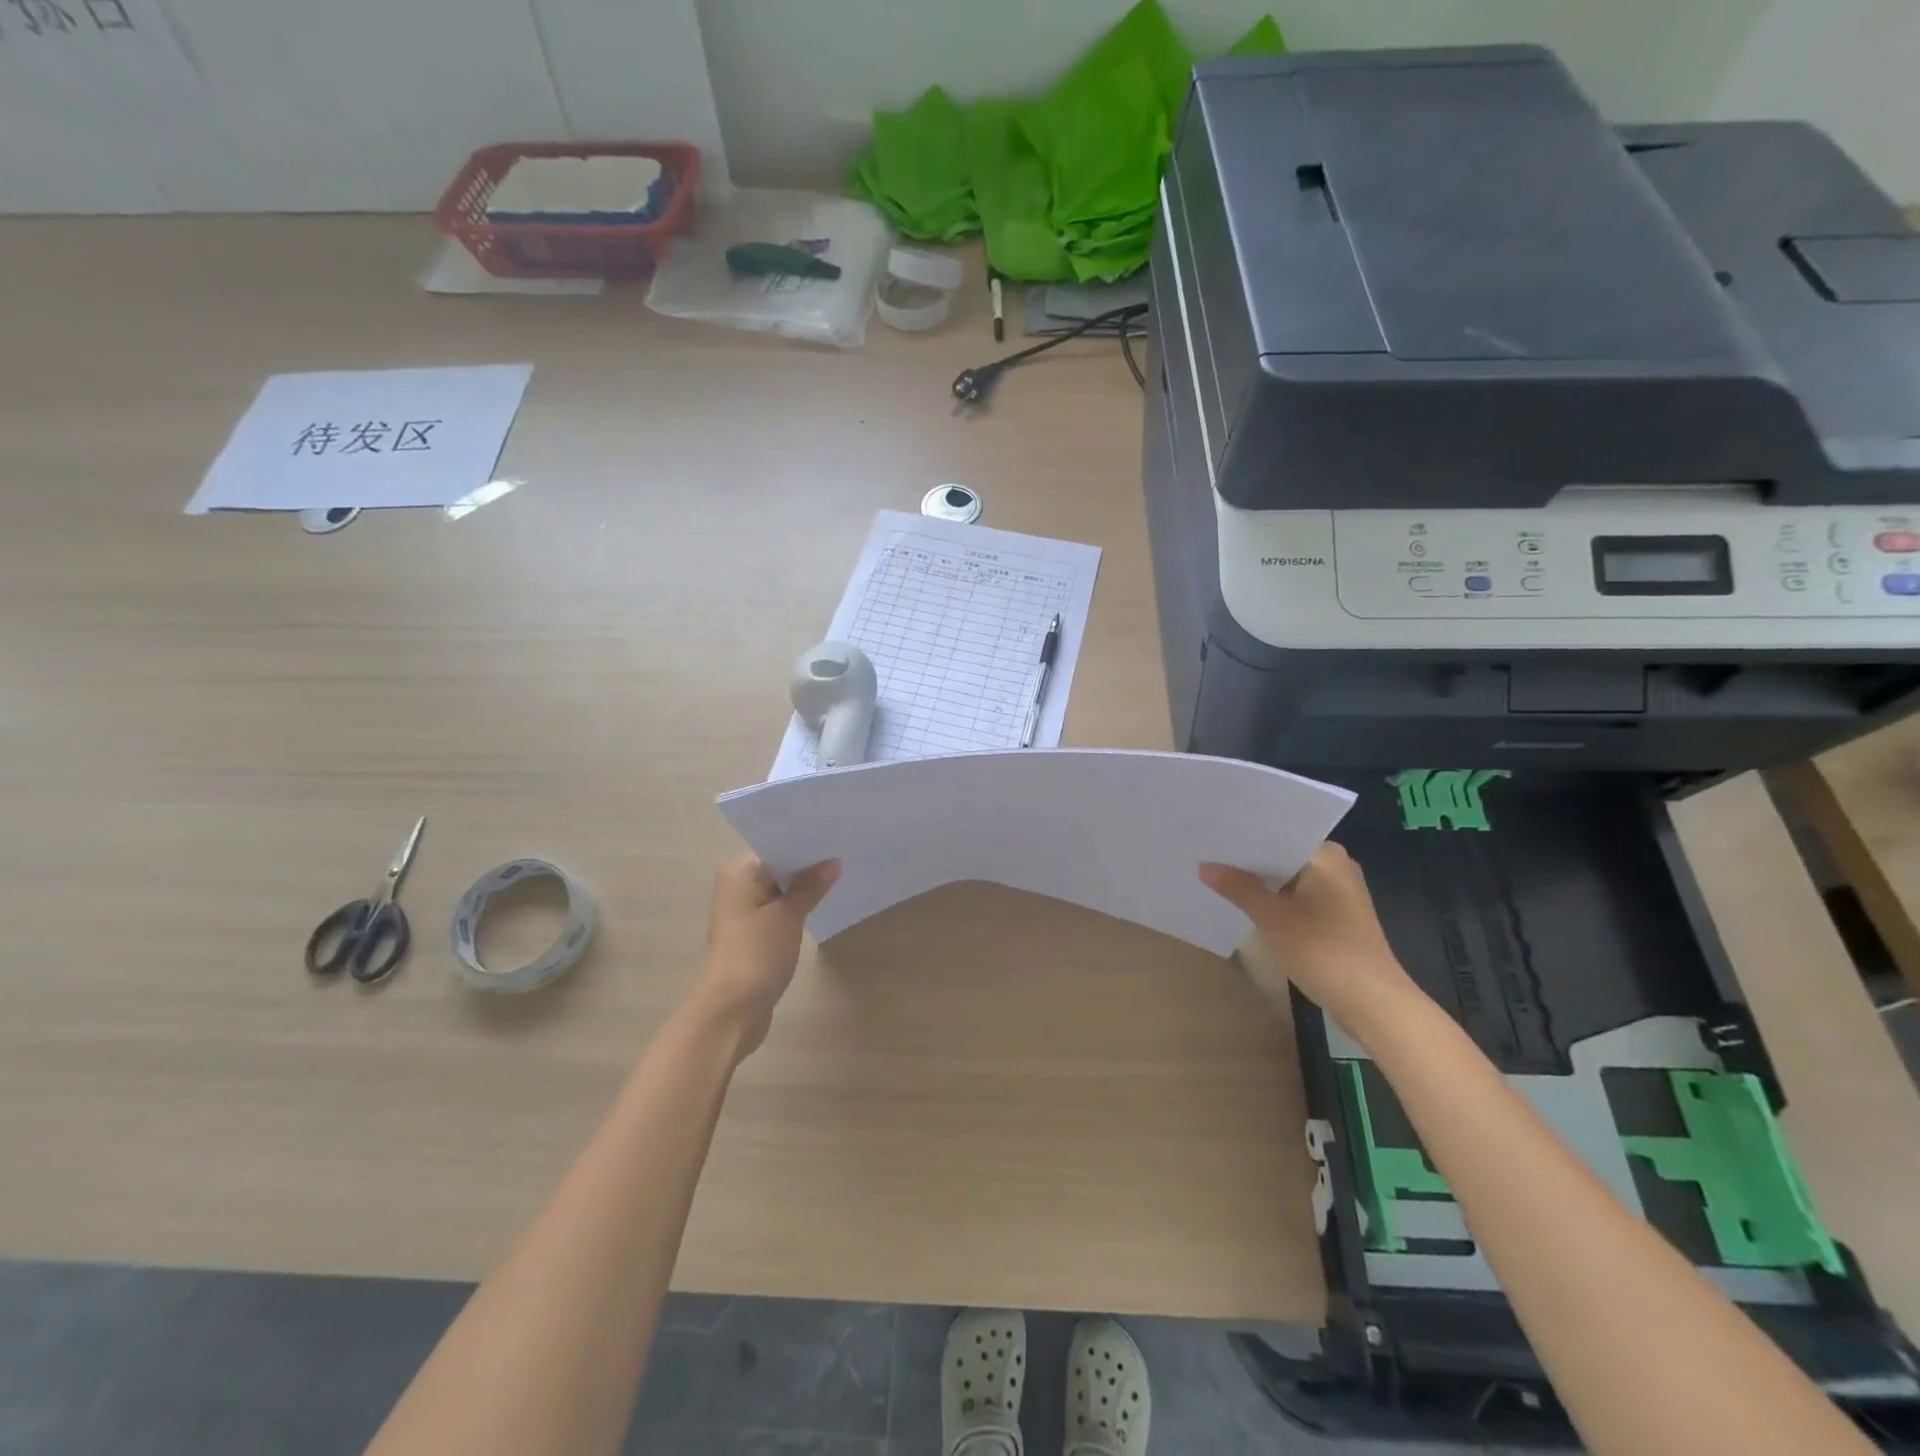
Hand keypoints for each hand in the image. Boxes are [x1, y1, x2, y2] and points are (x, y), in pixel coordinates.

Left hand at [693, 855, 840, 1059]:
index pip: (776, 845)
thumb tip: (832, 863)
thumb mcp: (788, 915)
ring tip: (842, 874)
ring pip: (780, 890)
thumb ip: (810, 886)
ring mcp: (744, 912)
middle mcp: (737, 886)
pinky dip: (798, 908)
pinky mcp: (752, 935)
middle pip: (778, 867)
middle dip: (809, 864)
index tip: (837, 835)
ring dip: (804, 887)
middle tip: (846, 852)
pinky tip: (824, 903)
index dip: (806, 842)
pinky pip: (779, 911)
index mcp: (739, 872)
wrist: (730, 1011)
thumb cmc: (756, 953)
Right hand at [1200, 843, 1418, 1032]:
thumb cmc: (1324, 950)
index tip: (1213, 831)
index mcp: (1327, 856)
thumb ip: (1238, 888)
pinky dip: (1275, 900)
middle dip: (1249, 859)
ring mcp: (1339, 894)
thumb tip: (1204, 865)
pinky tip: (1246, 904)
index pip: (1279, 832)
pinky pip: (1297, 898)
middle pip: (1283, 855)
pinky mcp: (1337, 918)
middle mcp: (1337, 867)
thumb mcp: (1272, 917)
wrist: (1373, 1004)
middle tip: (1207, 852)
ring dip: (1261, 882)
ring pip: (1289, 878)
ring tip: (1218, 875)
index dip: (1245, 833)